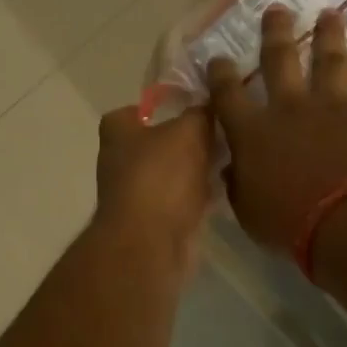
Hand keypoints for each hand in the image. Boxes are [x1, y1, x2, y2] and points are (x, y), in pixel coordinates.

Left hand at [95, 105, 214, 271]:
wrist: (150, 242)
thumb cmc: (161, 176)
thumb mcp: (189, 131)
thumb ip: (200, 114)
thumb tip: (209, 104)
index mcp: (117, 133)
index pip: (132, 111)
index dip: (159, 107)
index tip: (190, 107)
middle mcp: (119, 161)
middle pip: (156, 143)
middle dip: (186, 140)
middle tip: (219, 133)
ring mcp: (135, 194)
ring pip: (171, 173)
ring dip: (195, 169)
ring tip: (228, 159)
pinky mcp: (153, 221)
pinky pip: (180, 200)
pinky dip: (198, 196)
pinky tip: (224, 190)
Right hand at [208, 7, 346, 252]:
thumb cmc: (290, 224)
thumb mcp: (249, 211)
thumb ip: (238, 184)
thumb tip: (231, 167)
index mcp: (253, 132)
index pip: (228, 95)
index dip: (220, 74)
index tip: (217, 58)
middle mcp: (290, 108)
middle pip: (279, 60)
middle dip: (276, 32)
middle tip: (277, 10)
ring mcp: (334, 107)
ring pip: (330, 61)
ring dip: (329, 36)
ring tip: (329, 15)